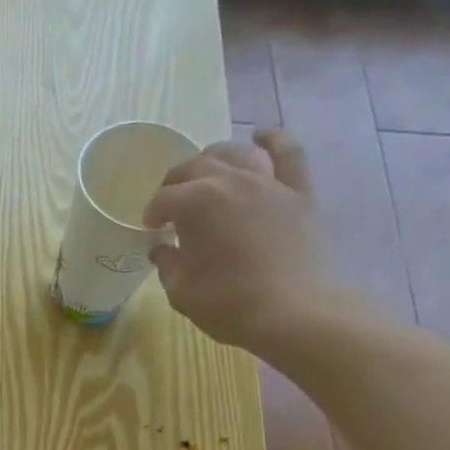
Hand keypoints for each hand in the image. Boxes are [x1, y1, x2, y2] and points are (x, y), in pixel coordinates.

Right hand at [143, 129, 359, 351]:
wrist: (293, 311)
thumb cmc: (228, 303)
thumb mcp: (181, 291)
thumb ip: (168, 264)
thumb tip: (163, 250)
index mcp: (194, 203)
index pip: (163, 198)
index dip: (152, 213)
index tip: (151, 229)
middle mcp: (229, 180)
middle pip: (195, 167)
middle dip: (176, 182)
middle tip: (171, 203)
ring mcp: (268, 182)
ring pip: (236, 152)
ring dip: (215, 158)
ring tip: (207, 173)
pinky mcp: (298, 192)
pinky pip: (288, 153)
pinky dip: (272, 140)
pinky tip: (260, 138)